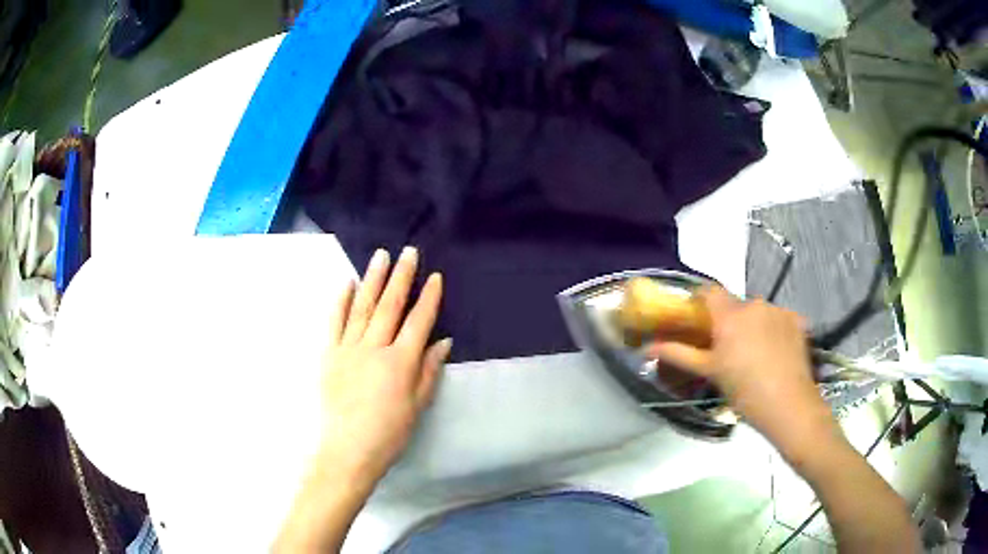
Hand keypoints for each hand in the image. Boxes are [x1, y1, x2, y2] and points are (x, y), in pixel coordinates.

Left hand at [320, 246, 451, 482]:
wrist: (347, 449)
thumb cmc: (389, 433)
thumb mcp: (418, 406)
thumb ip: (429, 371)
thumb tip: (443, 342)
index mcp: (400, 362)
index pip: (419, 321)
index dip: (429, 298)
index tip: (435, 277)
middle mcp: (374, 348)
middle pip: (391, 306)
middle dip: (401, 277)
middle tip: (408, 252)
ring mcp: (348, 348)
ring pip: (363, 307)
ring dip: (373, 279)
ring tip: (380, 256)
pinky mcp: (329, 354)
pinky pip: (335, 322)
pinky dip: (341, 301)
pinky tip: (347, 283)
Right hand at [652, 287, 838, 459]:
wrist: (789, 406)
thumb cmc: (744, 391)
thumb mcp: (710, 373)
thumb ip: (679, 354)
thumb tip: (648, 347)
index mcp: (730, 316)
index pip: (709, 291)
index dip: (701, 300)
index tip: (697, 318)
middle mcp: (755, 304)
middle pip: (735, 305)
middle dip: (729, 321)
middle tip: (727, 349)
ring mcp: (779, 310)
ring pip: (758, 312)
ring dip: (752, 325)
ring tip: (754, 355)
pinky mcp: (797, 320)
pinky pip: (778, 318)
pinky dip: (773, 329)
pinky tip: (775, 353)